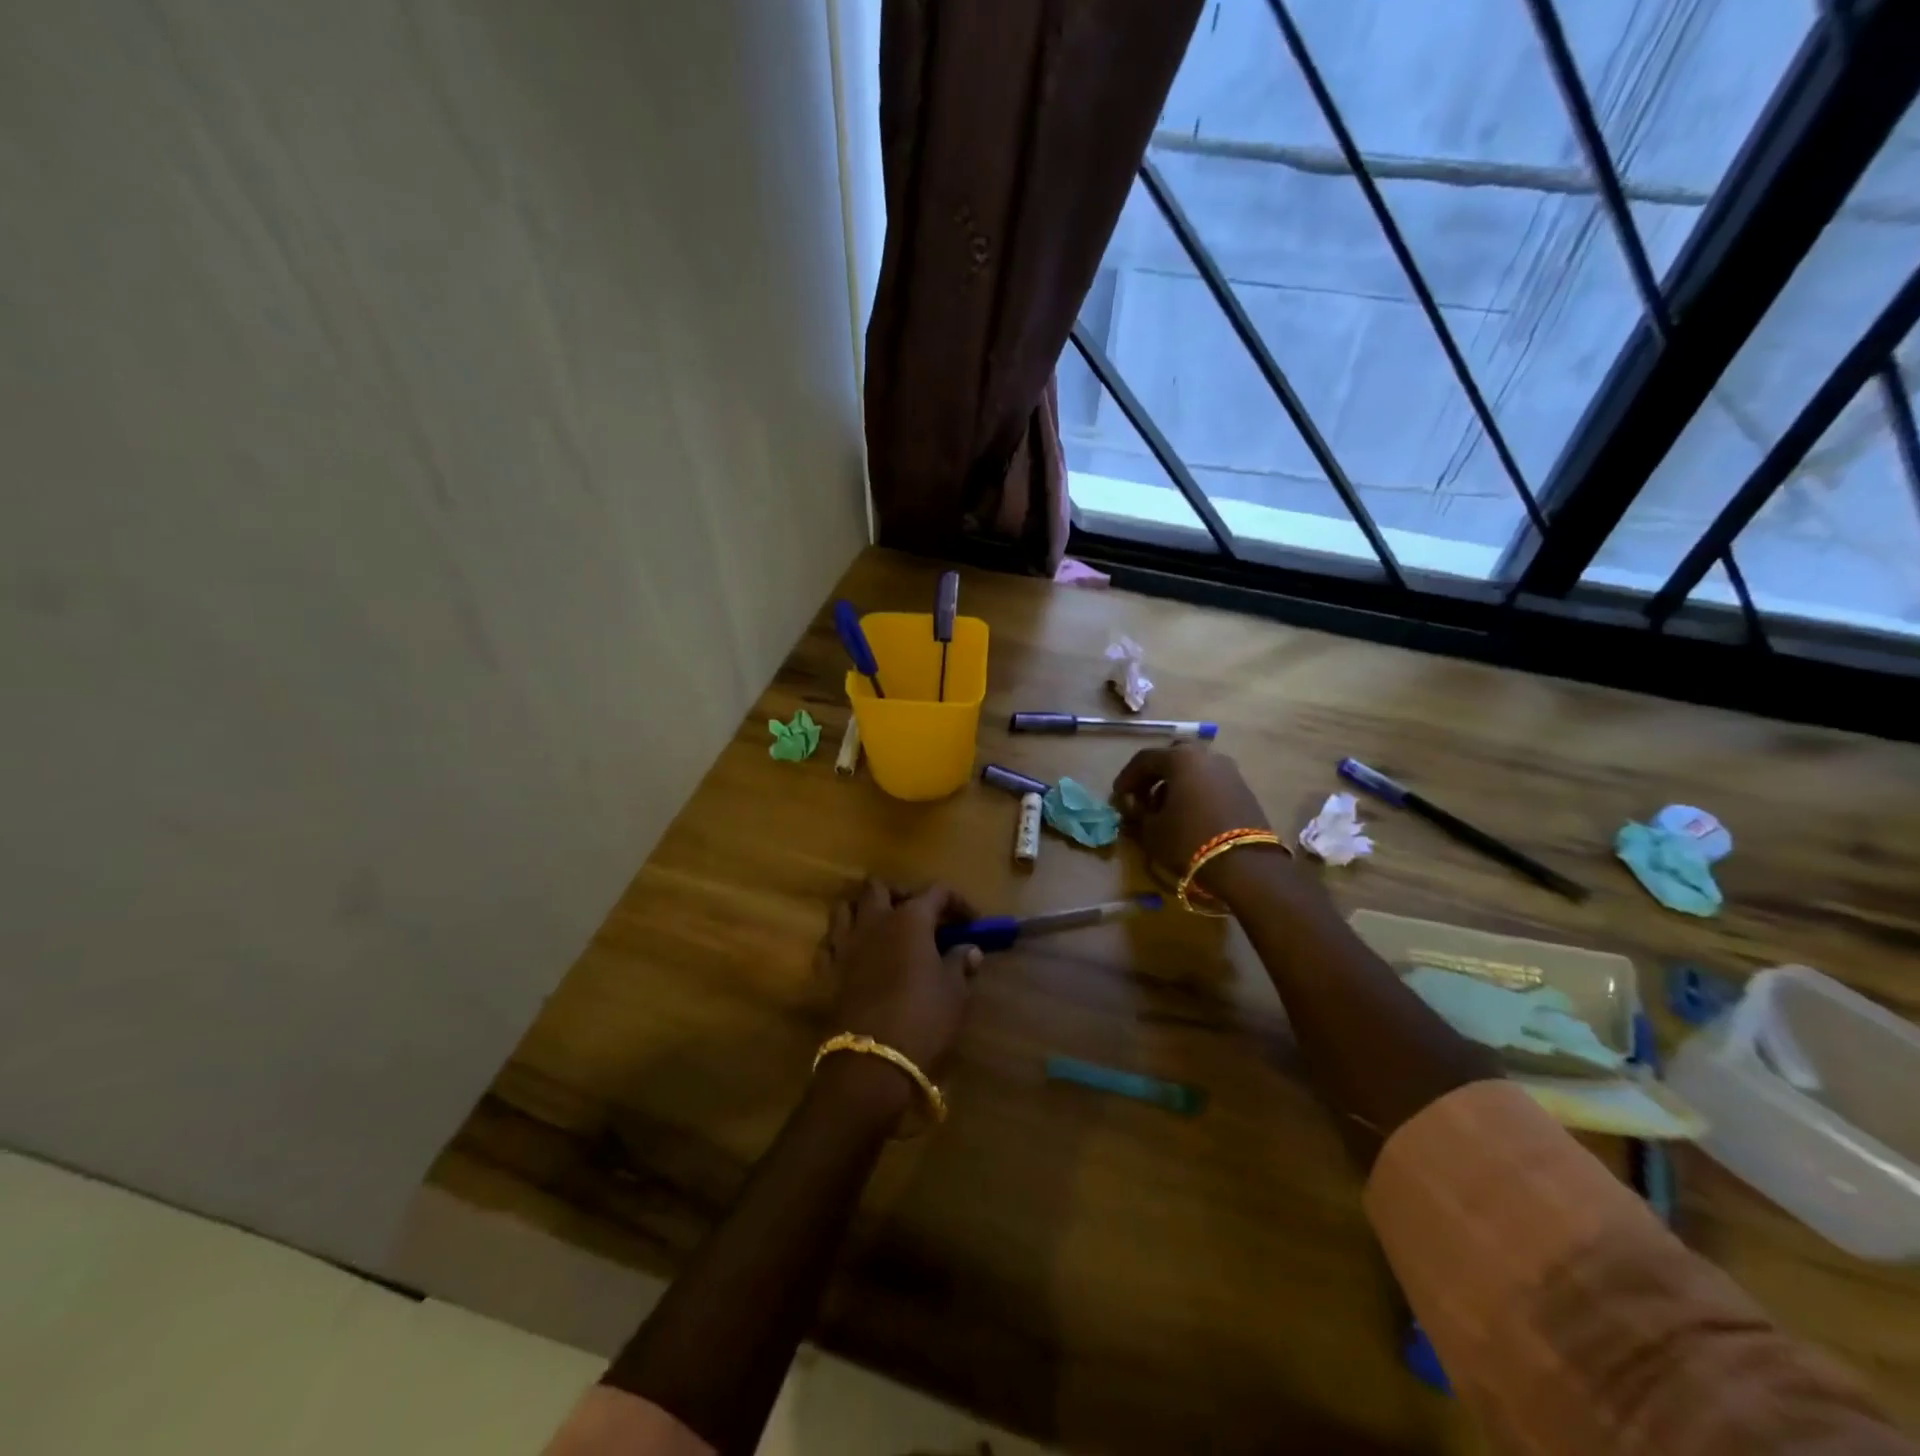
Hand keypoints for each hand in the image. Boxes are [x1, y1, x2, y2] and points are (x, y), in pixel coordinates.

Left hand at [819, 880, 980, 1080]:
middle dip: (899, 894)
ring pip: (846, 907)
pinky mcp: (826, 970)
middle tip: (917, 915)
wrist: (872, 1061)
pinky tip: (856, 956)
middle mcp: (874, 921)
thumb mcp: (954, 992)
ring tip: (882, 929)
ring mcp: (845, 944)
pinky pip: (830, 942)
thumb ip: (960, 963)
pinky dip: (842, 942)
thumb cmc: (923, 1018)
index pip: (936, 892)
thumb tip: (970, 949)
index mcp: (910, 919)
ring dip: (863, 911)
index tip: (972, 922)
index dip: (957, 902)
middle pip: (879, 887)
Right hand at [1112, 745, 1274, 893]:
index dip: (1127, 778)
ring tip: (1165, 810)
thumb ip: (1137, 813)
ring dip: (1176, 784)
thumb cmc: (1188, 840)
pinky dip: (1195, 792)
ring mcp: (1229, 771)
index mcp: (1180, 758)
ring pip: (1194, 769)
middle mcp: (1207, 756)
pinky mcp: (1244, 790)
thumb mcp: (1151, 830)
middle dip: (1154, 775)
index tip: (1118, 797)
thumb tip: (1132, 806)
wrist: (1245, 865)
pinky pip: (1210, 783)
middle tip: (1142, 797)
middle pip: (1173, 757)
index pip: (1144, 759)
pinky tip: (1188, 815)